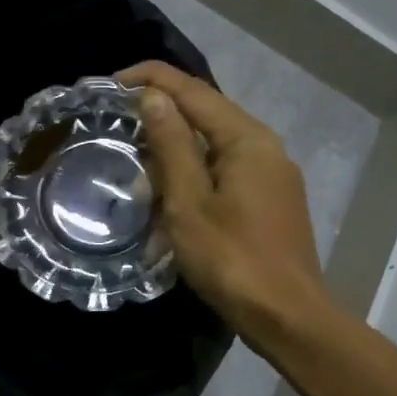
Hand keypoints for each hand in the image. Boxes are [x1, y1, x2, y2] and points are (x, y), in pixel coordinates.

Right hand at [120, 60, 328, 340]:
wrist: (287, 316)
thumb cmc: (231, 259)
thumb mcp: (188, 202)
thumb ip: (171, 145)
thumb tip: (154, 97)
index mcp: (247, 138)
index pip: (193, 90)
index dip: (150, 79)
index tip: (110, 83)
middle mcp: (265, 146)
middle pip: (206, 113)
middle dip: (161, 113)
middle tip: (117, 125)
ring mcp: (272, 174)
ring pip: (214, 145)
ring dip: (174, 148)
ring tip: (136, 163)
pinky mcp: (270, 200)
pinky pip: (225, 171)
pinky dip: (193, 173)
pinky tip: (170, 193)